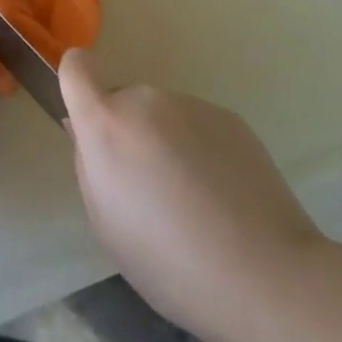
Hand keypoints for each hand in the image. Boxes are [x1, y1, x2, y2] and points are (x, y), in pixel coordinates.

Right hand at [58, 45, 334, 341]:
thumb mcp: (106, 223)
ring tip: (194, 202)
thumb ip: (90, 165)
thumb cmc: (168, 261)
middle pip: (124, 102)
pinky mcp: (231, 118)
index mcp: (107, 124)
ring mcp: (193, 105)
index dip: (77, 84)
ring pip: (163, 117)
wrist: (264, 274)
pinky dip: (201, 151)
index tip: (88, 119)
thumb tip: (88, 133)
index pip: (77, 67)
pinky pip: (198, 127)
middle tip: (150, 189)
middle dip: (129, 133)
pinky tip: (223, 198)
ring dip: (167, 143)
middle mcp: (147, 101)